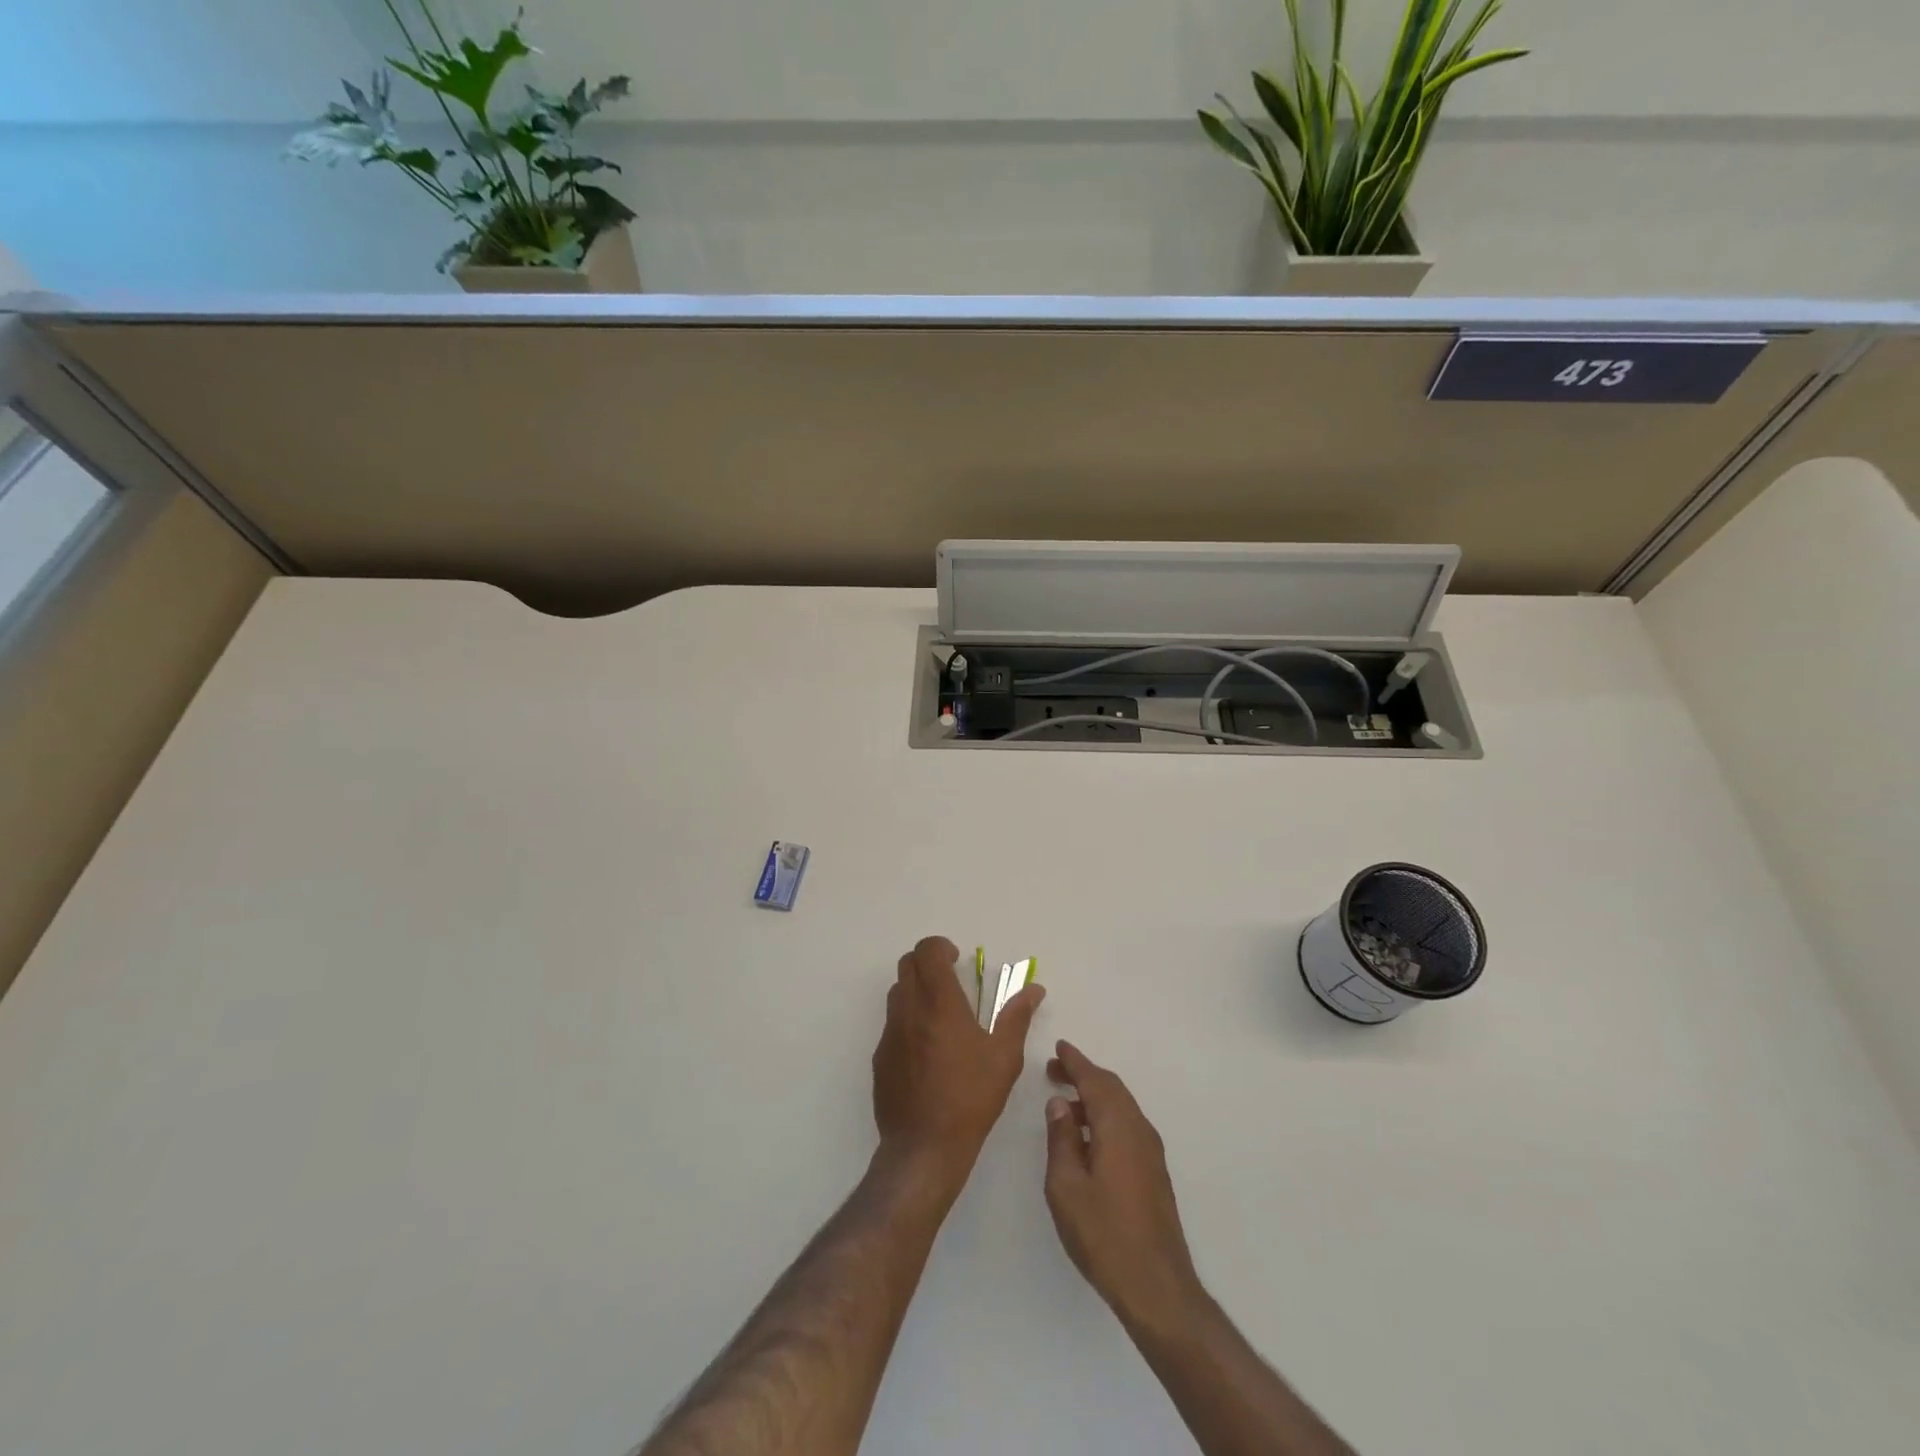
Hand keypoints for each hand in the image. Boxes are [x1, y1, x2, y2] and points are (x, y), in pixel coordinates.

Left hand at [872, 936, 1044, 1188]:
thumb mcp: (1005, 1057)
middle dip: (928, 963)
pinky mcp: (880, 1058)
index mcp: (940, 1002)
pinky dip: (907, 1021)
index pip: (927, 951)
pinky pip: (892, 1024)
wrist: (924, 1147)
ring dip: (916, 990)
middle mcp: (909, 1009)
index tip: (957, 959)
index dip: (940, 947)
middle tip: (951, 981)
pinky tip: (927, 1051)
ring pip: (897, 992)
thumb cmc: (971, 1098)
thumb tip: (1033, 989)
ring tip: (941, 1015)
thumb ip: (1017, 1016)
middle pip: (907, 964)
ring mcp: (890, 1034)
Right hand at [1044, 1041, 1201, 1332]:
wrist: (1157, 1288)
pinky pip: (1127, 1126)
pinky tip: (1088, 1137)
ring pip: (1121, 1107)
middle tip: (1055, 1070)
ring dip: (1094, 1097)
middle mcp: (1139, 1130)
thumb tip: (1060, 1103)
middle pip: (1111, 1089)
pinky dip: (1106, 1117)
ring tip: (1065, 1104)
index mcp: (1118, 1127)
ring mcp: (1151, 1152)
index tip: (1058, 1047)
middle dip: (1084, 1075)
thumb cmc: (1104, 1234)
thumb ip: (1061, 1139)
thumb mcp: (1066, 1186)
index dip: (1075, 1062)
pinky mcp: (1154, 1173)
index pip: (1095, 1080)